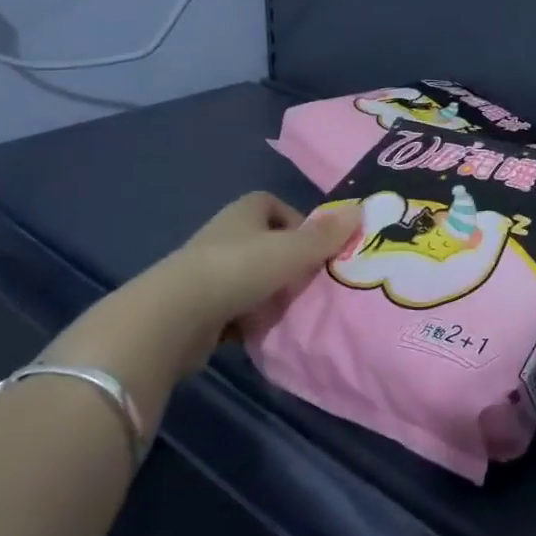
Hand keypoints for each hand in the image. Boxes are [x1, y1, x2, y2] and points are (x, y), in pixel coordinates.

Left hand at [170, 192, 361, 355]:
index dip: (295, 221)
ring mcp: (206, 273)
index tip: (314, 246)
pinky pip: (233, 309)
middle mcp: (223, 237)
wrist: (174, 318)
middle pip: (263, 243)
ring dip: (269, 292)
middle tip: (312, 281)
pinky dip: (249, 319)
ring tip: (293, 310)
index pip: (271, 204)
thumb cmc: (239, 269)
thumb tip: (361, 211)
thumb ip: (327, 235)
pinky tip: (265, 332)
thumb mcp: (293, 250)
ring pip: (249, 277)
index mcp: (242, 213)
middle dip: (287, 261)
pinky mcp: (196, 308)